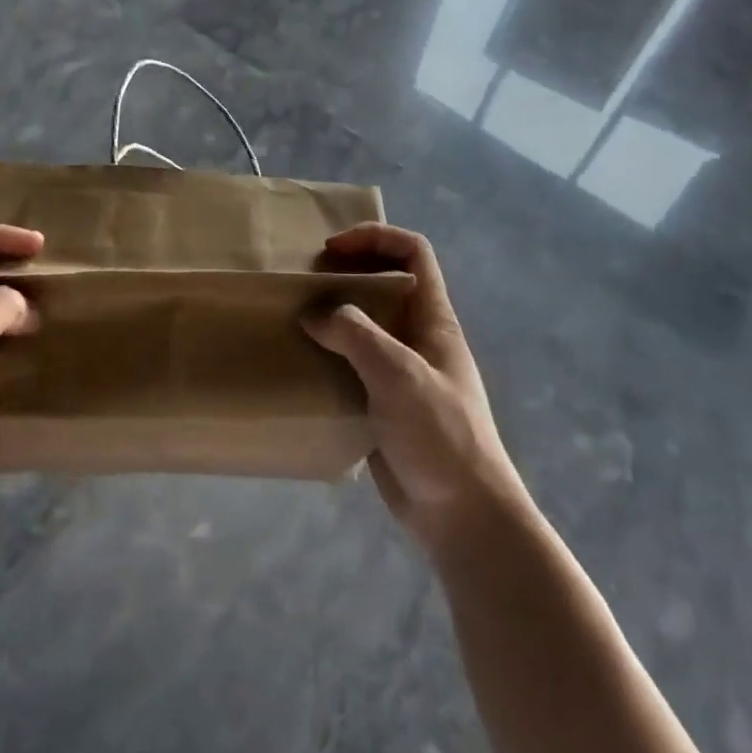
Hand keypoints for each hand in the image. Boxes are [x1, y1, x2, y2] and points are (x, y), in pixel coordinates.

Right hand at [303, 224, 530, 554]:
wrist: (461, 513)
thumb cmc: (440, 434)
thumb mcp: (399, 375)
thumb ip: (356, 335)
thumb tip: (314, 314)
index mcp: (433, 320)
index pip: (413, 254)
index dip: (376, 238)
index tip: (332, 251)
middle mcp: (416, 338)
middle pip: (383, 286)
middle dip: (344, 276)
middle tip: (301, 285)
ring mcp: (398, 373)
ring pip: (362, 328)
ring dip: (329, 318)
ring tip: (290, 321)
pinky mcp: (380, 404)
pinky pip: (349, 367)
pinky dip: (325, 359)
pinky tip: (297, 367)